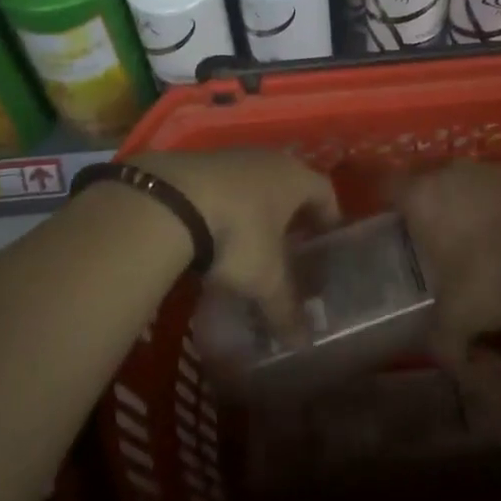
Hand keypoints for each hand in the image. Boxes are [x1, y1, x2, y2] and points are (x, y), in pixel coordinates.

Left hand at [132, 150, 338, 339]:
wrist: (171, 201)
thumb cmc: (238, 233)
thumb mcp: (265, 277)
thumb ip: (285, 308)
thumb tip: (303, 343)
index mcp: (296, 177)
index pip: (326, 191)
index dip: (329, 217)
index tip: (326, 241)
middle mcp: (269, 159)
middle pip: (290, 183)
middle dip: (291, 214)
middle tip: (290, 245)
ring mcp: (232, 156)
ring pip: (255, 183)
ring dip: (256, 208)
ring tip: (249, 242)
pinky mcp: (199, 162)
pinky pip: (224, 185)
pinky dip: (227, 206)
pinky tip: (214, 233)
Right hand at [397, 160, 500, 363]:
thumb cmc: (491, 273)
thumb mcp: (459, 320)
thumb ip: (445, 342)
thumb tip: (449, 361)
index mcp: (422, 196)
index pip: (389, 188)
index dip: (390, 208)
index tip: (396, 231)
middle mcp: (450, 172)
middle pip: (431, 186)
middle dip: (435, 215)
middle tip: (442, 251)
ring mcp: (489, 168)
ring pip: (469, 186)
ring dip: (473, 212)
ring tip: (488, 251)